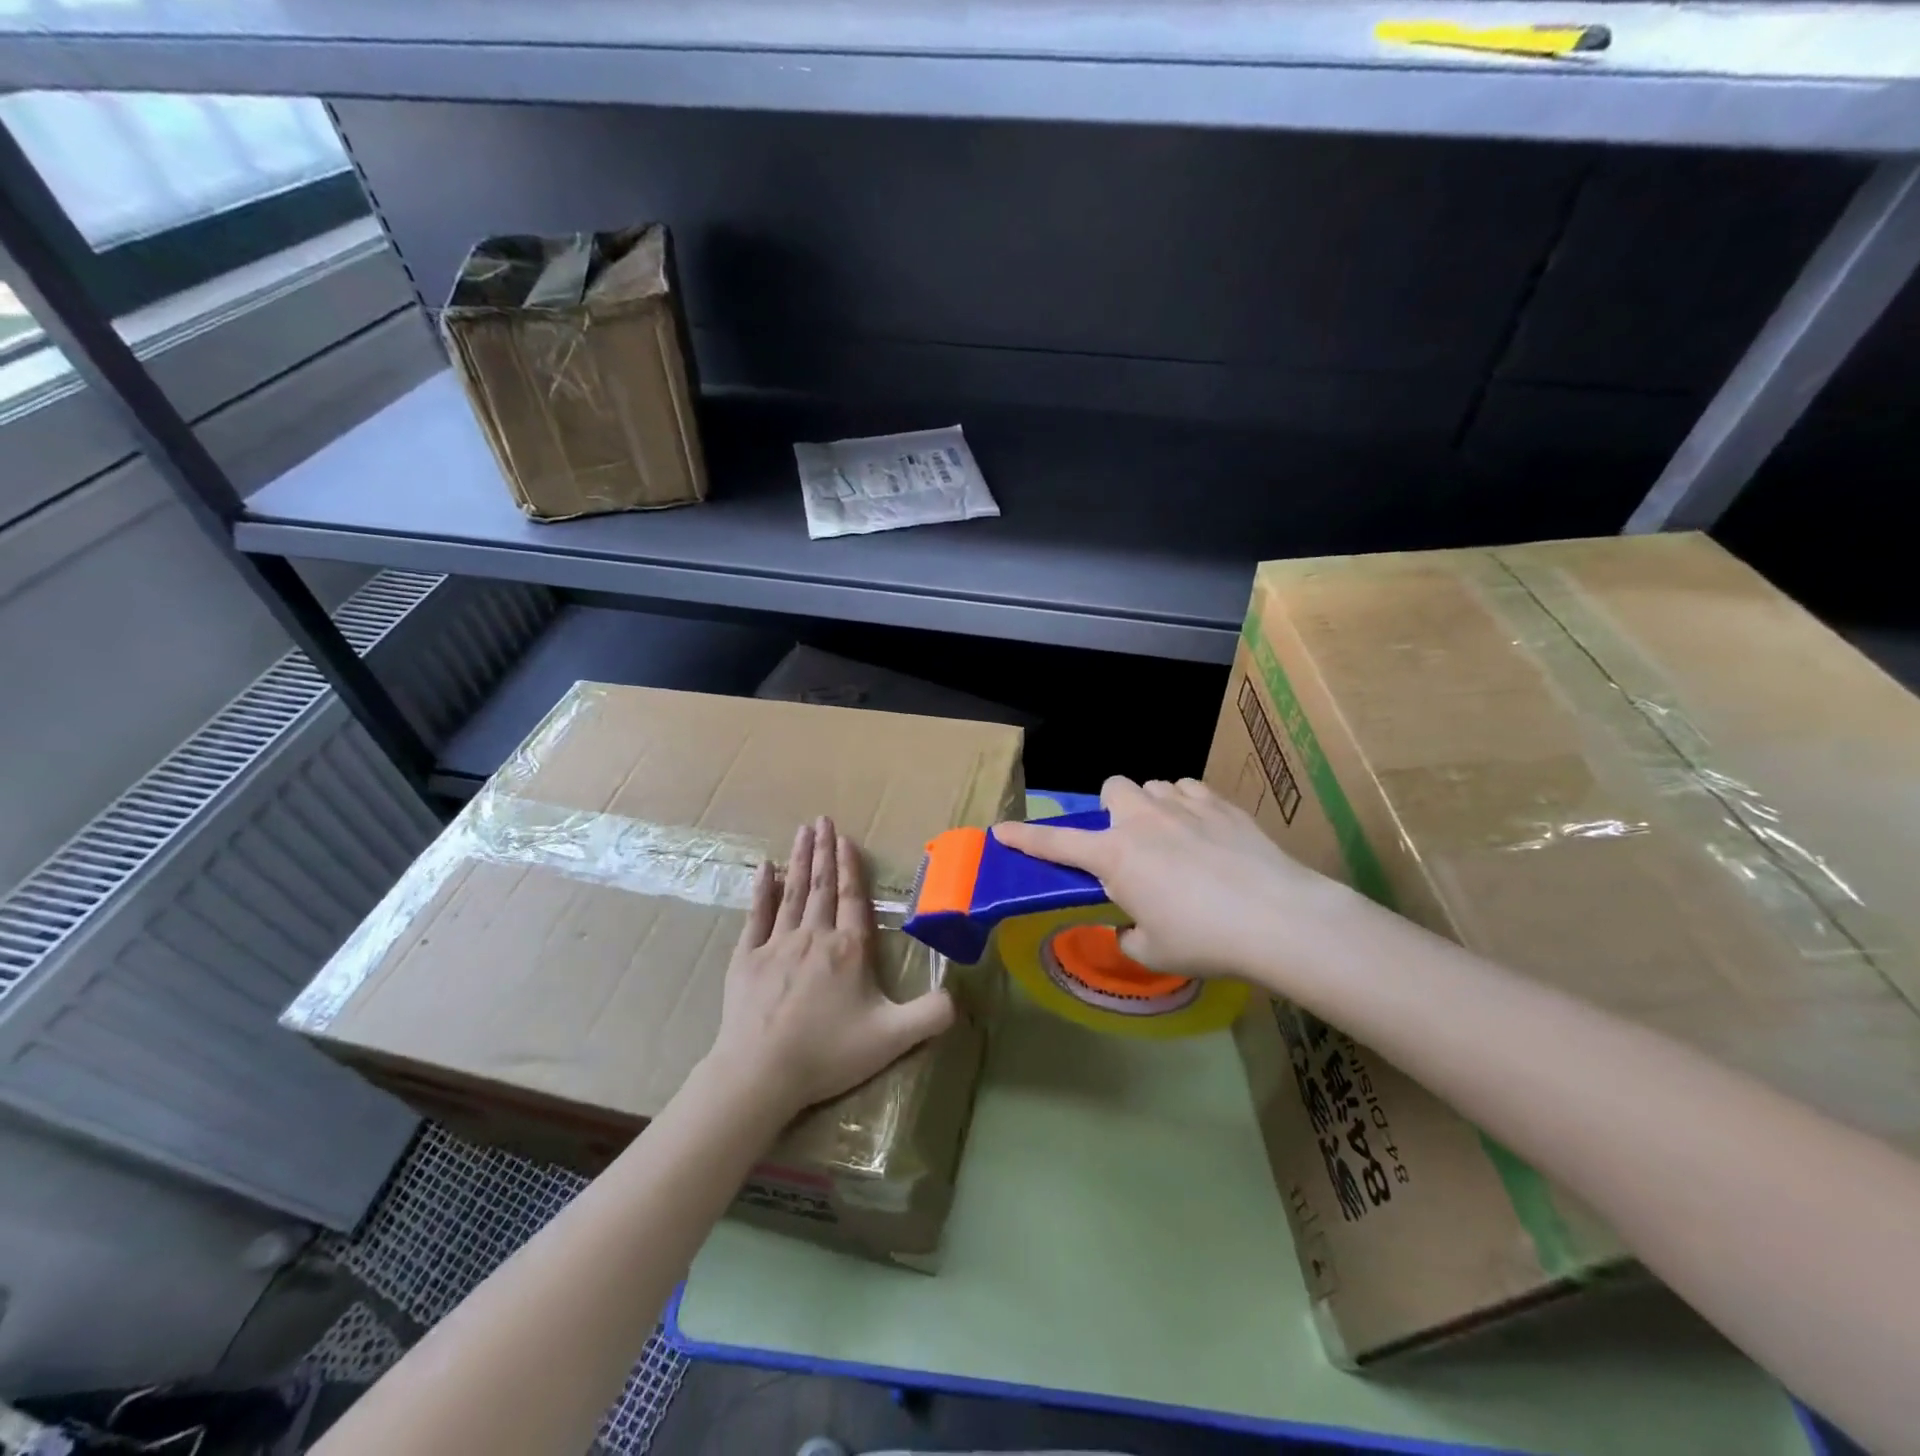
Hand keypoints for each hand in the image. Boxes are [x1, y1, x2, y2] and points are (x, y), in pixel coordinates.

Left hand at [705, 816, 955, 1119]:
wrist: (761, 1073)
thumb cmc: (828, 1053)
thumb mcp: (892, 1038)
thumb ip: (930, 1015)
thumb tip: (960, 996)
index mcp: (849, 949)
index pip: (852, 898)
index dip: (850, 867)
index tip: (845, 839)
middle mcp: (814, 936)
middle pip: (821, 886)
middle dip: (823, 850)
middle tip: (822, 819)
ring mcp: (777, 944)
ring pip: (792, 892)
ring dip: (799, 860)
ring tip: (802, 831)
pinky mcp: (746, 958)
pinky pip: (756, 915)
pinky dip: (761, 890)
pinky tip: (764, 868)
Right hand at [993, 776, 1355, 984]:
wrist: (1278, 919)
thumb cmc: (1205, 940)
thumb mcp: (1153, 952)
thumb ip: (1131, 935)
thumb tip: (1133, 926)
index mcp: (1115, 856)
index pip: (1056, 845)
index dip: (1025, 838)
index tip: (1001, 830)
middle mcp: (1142, 820)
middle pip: (1111, 788)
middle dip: (1113, 810)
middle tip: (1130, 844)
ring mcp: (1184, 805)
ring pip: (1154, 786)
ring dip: (1153, 808)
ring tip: (1174, 839)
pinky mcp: (1221, 803)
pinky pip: (1191, 790)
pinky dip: (1189, 807)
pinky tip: (1206, 833)